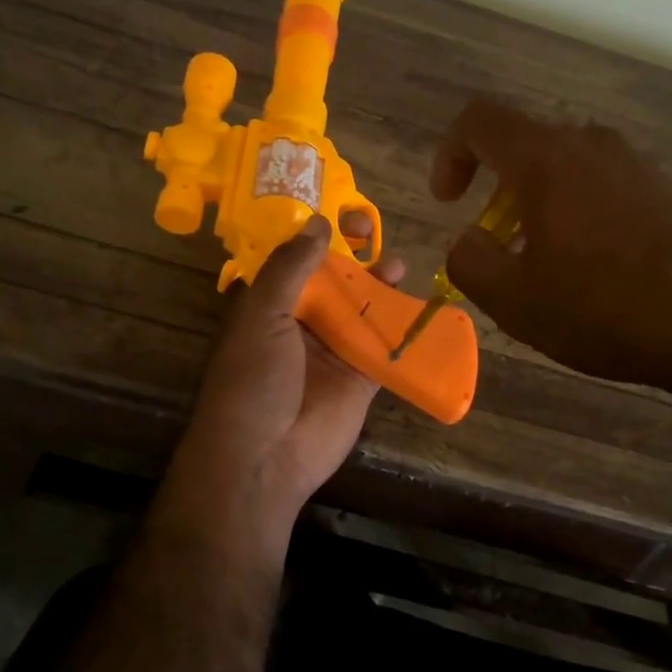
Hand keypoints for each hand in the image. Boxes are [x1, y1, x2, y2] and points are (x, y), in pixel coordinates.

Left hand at [162, 214, 405, 555]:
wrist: (265, 457)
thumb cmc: (253, 379)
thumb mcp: (262, 315)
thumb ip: (291, 268)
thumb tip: (318, 223)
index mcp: (270, 306)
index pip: (296, 261)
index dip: (317, 235)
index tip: (338, 214)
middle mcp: (302, 325)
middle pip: (333, 281)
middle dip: (352, 255)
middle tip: (372, 229)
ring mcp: (333, 352)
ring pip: (362, 310)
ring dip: (379, 286)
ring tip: (397, 265)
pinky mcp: (362, 379)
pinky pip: (385, 347)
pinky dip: (402, 328)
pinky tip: (418, 307)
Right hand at [433, 99, 671, 401]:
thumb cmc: (605, 308)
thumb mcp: (515, 301)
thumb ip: (470, 261)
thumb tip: (468, 241)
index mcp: (546, 159)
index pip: (478, 121)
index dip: (449, 154)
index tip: (449, 202)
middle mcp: (591, 145)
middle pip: (524, 145)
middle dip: (496, 190)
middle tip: (498, 244)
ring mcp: (635, 163)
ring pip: (564, 167)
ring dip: (537, 204)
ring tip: (542, 263)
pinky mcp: (665, 188)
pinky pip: (601, 184)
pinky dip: (576, 211)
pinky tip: (591, 266)